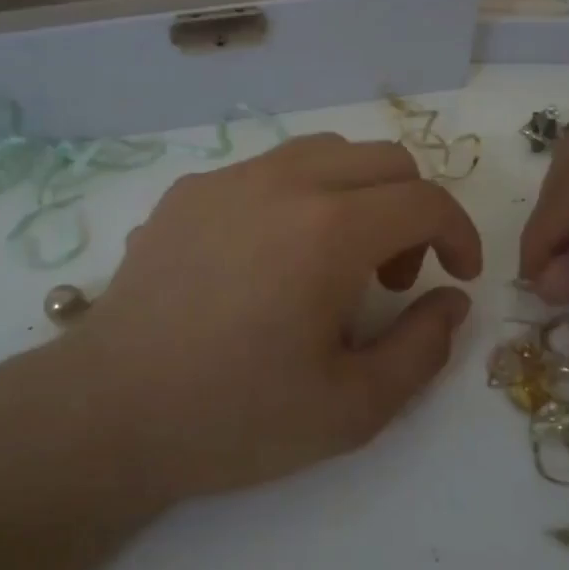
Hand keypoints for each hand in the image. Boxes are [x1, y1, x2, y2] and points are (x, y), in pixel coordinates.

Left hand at [69, 135, 482, 502]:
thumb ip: (422, 349)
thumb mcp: (351, 408)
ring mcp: (229, 178)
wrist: (110, 410)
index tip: (458, 276)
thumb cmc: (234, 417)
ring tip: (333, 260)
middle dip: (410, 211)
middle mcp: (283, 182)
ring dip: (355, 194)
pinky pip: (267, 170)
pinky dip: (298, 197)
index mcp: (329, 230)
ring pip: (324, 152)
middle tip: (392, 278)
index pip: (424, 200)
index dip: (458, 233)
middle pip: (382, 160)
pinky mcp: (189, 190)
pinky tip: (269, 258)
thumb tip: (451, 301)